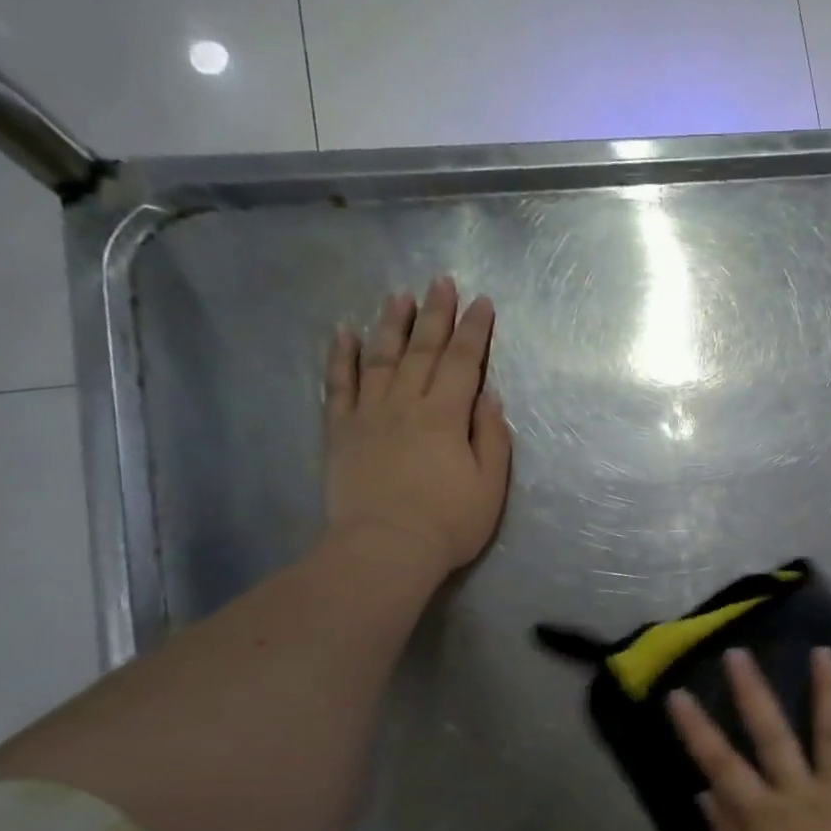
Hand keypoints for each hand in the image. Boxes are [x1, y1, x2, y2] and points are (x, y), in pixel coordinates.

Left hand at [324, 277, 512, 583]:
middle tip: (442, 282)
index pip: (464, 363)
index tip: (481, 303)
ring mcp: (369, 415)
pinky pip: (338, 385)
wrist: (386, 548)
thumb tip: (489, 397)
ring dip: (391, 324)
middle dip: (436, 314)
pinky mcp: (340, 432)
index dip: (474, 331)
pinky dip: (340, 357)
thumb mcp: (491, 485)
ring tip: (399, 296)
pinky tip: (343, 332)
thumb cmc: (449, 522)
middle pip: (423, 351)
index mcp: (446, 416)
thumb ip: (492, 437)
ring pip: (380, 358)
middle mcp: (406, 404)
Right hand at [667, 647, 830, 830]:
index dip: (697, 729)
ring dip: (827, 690)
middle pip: (772, 735)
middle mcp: (800, 793)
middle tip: (740, 653)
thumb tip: (703, 793)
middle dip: (753, 692)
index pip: (721, 765)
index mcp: (764, 816)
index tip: (678, 694)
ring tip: (823, 651)